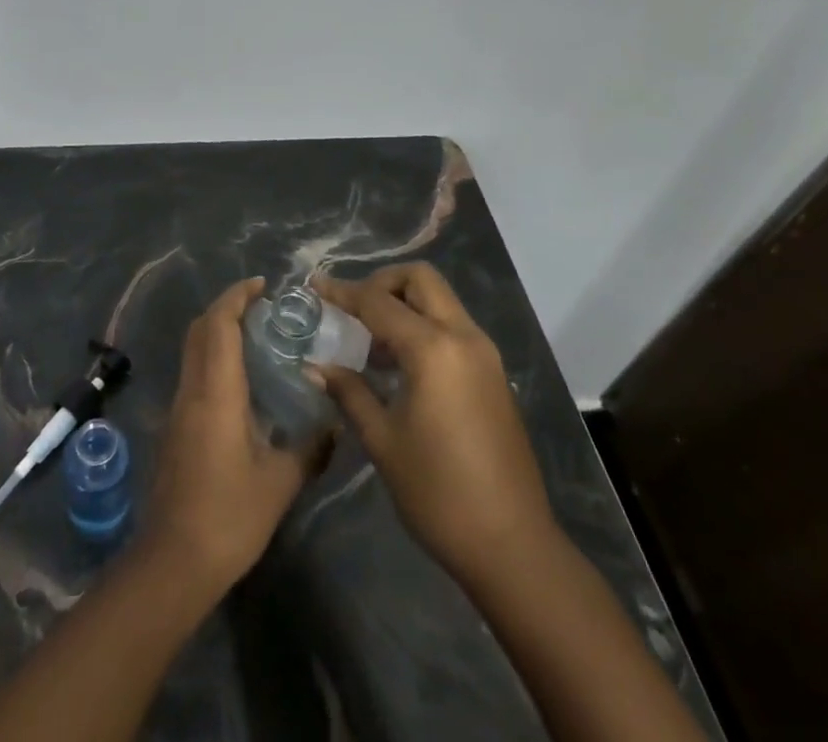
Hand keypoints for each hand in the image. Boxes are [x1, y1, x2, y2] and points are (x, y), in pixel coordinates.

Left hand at [139, 277, 315, 594]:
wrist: (173, 561)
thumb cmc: (229, 516)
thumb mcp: (279, 483)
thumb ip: (309, 448)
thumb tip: (334, 424)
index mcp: (216, 392)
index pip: (219, 325)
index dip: (237, 297)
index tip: (262, 285)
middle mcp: (191, 390)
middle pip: (200, 329)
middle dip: (227, 307)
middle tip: (262, 306)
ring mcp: (178, 408)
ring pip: (193, 350)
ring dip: (218, 331)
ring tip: (257, 336)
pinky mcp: (174, 427)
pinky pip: (193, 373)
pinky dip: (213, 357)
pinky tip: (241, 380)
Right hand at [310, 263, 557, 581]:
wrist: (512, 547)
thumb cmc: (438, 493)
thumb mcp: (383, 440)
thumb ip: (349, 392)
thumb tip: (315, 366)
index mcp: (433, 349)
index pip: (378, 302)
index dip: (342, 292)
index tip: (314, 285)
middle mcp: (463, 337)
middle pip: (420, 280)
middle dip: (382, 283)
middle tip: (353, 309)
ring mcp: (485, 354)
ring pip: (440, 301)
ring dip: (404, 304)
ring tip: (371, 341)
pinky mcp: (493, 374)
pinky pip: (453, 327)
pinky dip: (424, 326)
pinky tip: (400, 365)